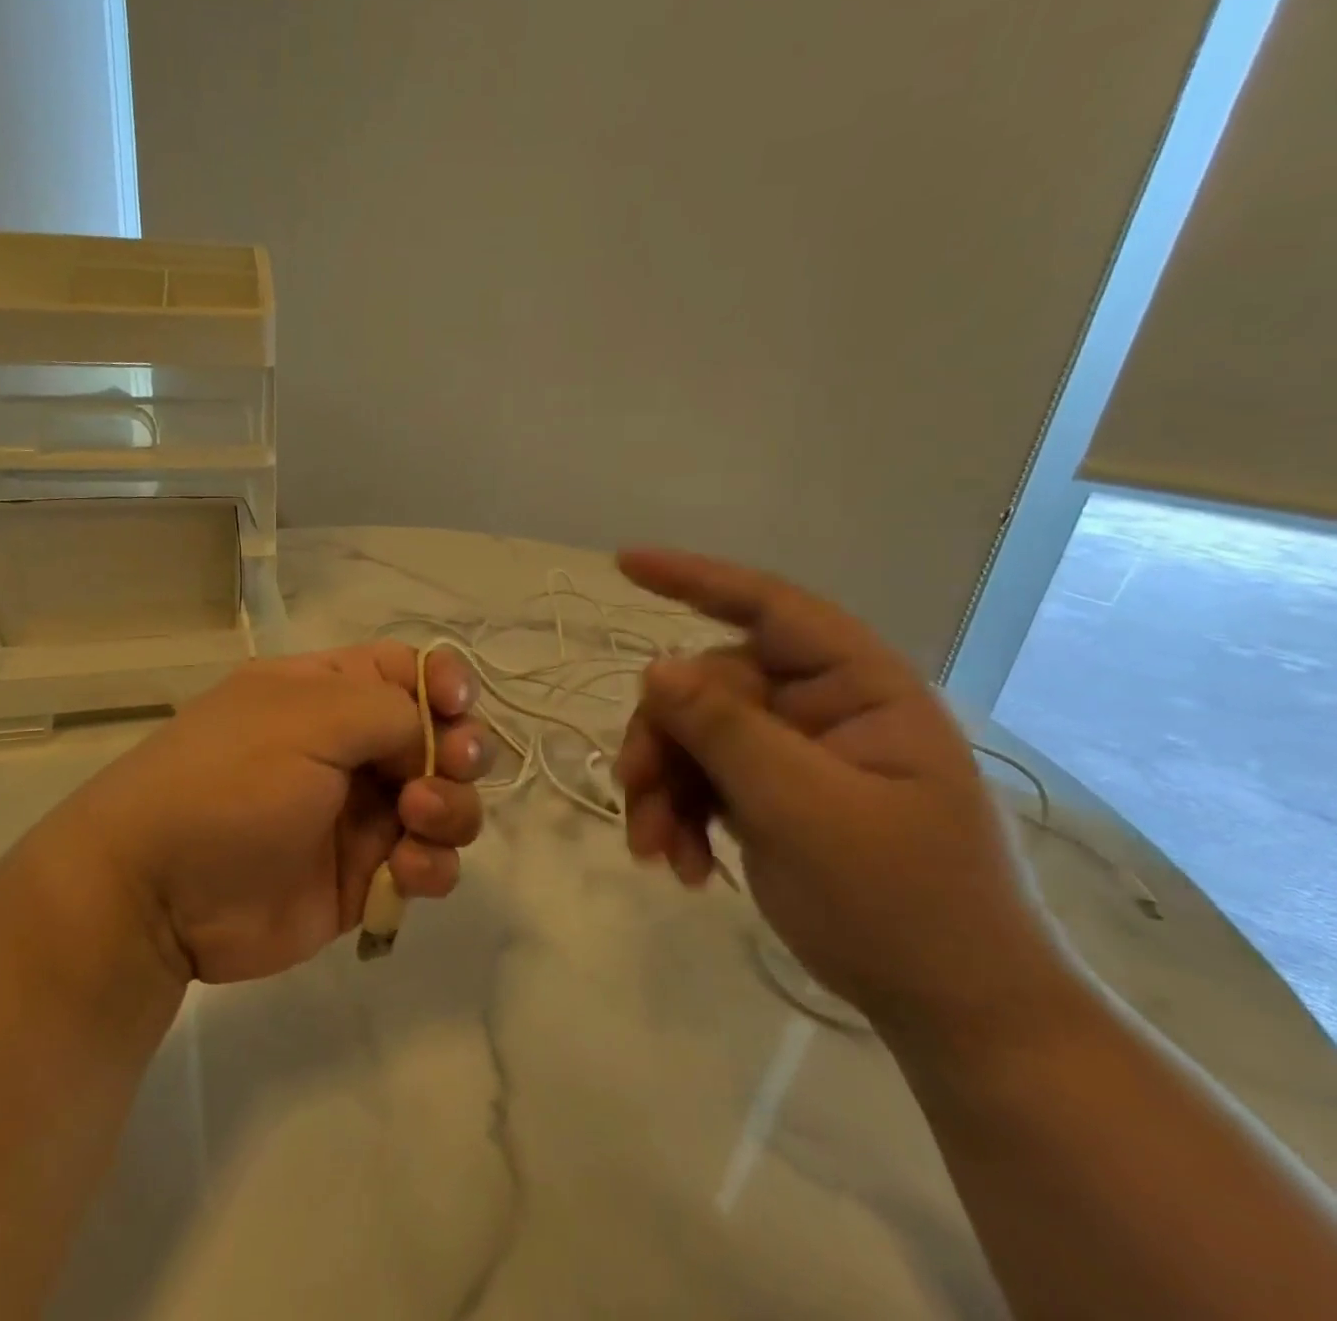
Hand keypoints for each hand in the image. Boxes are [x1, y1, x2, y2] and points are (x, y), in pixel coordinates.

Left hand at [42, 643, 491, 984]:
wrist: (159, 893)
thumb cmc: (231, 780)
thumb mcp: (309, 718)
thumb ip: (391, 711)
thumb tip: (434, 738)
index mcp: (330, 692)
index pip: (408, 670)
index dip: (445, 682)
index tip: (456, 706)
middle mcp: (350, 746)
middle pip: (440, 736)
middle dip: (461, 750)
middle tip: (451, 766)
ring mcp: (360, 813)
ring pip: (445, 801)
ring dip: (453, 809)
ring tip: (417, 821)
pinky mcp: (365, 875)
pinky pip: (427, 863)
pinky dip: (432, 866)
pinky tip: (407, 872)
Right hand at [613, 548, 1071, 1041]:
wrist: (953, 1014)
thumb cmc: (903, 903)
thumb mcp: (804, 809)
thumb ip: (726, 730)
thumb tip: (655, 668)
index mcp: (860, 688)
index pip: (770, 608)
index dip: (695, 579)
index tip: (624, 564)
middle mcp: (823, 709)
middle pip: (711, 687)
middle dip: (664, 738)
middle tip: (634, 792)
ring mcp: (795, 755)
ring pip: (695, 737)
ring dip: (662, 787)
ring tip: (652, 849)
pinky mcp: (771, 797)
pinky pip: (702, 781)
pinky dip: (678, 816)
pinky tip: (680, 865)